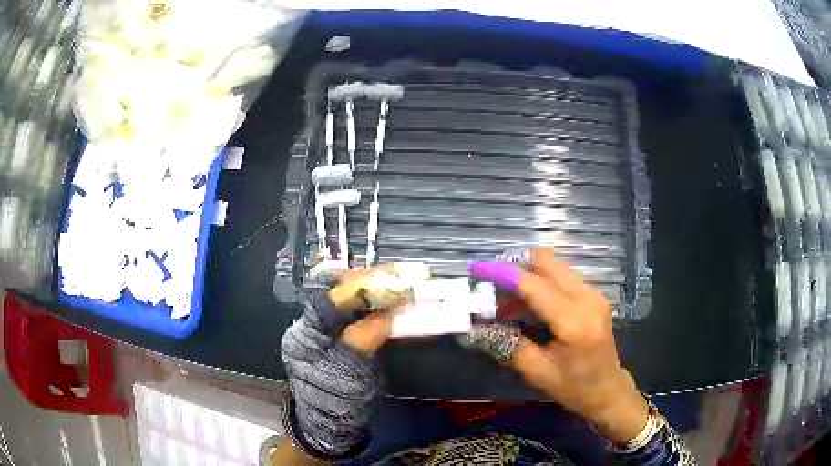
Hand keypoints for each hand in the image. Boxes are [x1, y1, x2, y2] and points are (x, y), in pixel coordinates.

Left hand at [280, 269, 393, 459]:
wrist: (331, 428)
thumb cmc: (335, 405)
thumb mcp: (348, 376)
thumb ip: (362, 342)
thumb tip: (385, 314)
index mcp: (306, 335)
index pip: (330, 299)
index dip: (359, 287)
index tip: (388, 278)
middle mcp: (313, 327)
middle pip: (339, 294)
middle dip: (369, 283)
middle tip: (401, 275)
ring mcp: (326, 333)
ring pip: (350, 303)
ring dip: (377, 292)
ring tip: (403, 284)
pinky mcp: (340, 340)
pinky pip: (359, 316)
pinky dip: (379, 308)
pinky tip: (395, 304)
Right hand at [464, 248, 648, 443]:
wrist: (607, 388)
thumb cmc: (573, 387)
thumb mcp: (536, 371)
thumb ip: (507, 344)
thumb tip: (476, 327)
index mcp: (574, 321)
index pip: (534, 285)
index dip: (503, 273)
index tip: (478, 268)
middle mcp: (587, 298)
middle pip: (547, 262)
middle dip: (516, 268)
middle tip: (493, 287)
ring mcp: (593, 293)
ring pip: (553, 267)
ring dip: (527, 277)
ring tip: (507, 303)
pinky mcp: (593, 294)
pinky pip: (561, 278)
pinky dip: (540, 284)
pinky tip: (528, 306)